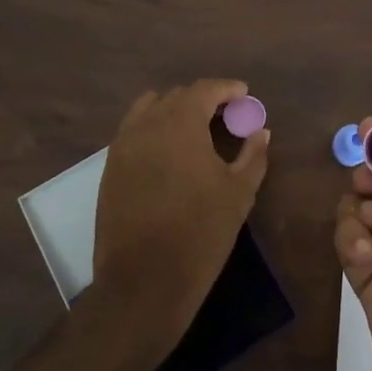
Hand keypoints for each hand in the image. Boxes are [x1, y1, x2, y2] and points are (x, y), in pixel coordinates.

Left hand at [94, 79, 271, 333]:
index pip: (204, 89)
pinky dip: (153, 129)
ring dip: (174, 110)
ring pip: (149, 110)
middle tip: (226, 114)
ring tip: (195, 128)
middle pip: (176, 96)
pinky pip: (133, 131)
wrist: (143, 281)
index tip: (244, 94)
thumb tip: (261, 132)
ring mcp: (123, 146)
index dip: (226, 88)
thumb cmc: (200, 233)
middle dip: (203, 99)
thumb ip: (253, 155)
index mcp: (180, 124)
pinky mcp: (110, 168)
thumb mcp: (239, 193)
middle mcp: (146, 125)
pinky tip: (170, 150)